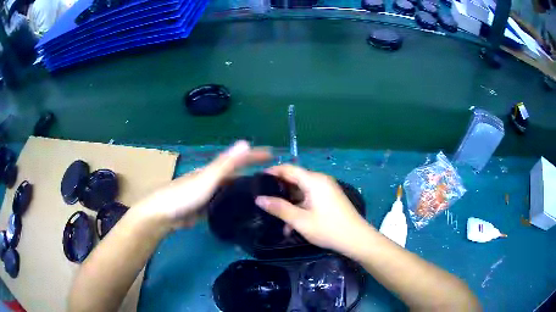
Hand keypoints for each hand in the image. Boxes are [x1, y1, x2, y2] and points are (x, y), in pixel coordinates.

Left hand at [137, 141, 271, 228]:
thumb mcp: (206, 179)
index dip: (254, 155)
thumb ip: (225, 164)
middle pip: (236, 175)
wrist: (163, 215)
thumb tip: (245, 142)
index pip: (238, 159)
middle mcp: (212, 180)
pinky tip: (243, 211)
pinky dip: (234, 205)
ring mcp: (208, 195)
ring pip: (231, 191)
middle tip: (273, 179)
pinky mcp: (205, 210)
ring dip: (245, 190)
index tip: (273, 154)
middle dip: (253, 173)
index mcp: (213, 171)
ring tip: (263, 196)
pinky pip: (224, 205)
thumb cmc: (184, 195)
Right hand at [255, 164, 371, 253]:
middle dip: (279, 189)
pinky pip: (310, 196)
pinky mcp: (329, 198)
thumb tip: (259, 199)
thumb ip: (279, 208)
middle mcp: (320, 180)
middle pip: (295, 178)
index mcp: (314, 180)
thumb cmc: (328, 229)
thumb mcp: (300, 220)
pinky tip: (292, 223)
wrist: (357, 239)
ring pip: (301, 190)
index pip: (288, 169)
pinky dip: (300, 206)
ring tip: (276, 217)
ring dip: (289, 202)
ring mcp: (326, 189)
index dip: (272, 172)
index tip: (256, 180)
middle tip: (263, 199)